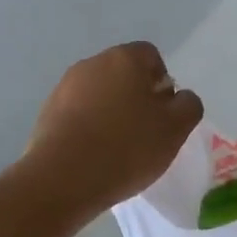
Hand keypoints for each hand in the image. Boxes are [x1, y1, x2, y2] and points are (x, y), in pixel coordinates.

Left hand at [23, 42, 203, 215]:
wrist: (62, 178)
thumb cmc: (127, 148)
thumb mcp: (176, 129)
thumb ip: (188, 105)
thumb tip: (179, 98)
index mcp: (125, 58)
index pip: (151, 57)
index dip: (162, 84)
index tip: (163, 114)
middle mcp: (92, 63)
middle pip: (123, 74)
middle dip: (136, 97)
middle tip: (145, 132)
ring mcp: (65, 86)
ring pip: (99, 94)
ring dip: (111, 112)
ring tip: (117, 148)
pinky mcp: (47, 112)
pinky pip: (78, 113)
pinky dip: (89, 127)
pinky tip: (94, 154)